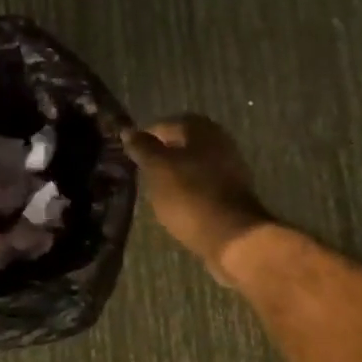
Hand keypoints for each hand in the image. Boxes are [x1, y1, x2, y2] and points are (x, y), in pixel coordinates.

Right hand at [121, 115, 271, 280]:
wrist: (232, 236)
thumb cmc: (190, 195)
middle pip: (182, 144)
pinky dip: (188, 190)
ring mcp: (230, 168)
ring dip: (175, 174)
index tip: (129, 156)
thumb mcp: (158, 168)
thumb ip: (142, 147)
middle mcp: (220, 141)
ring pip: (193, 164)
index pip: (165, 125)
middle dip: (161, 156)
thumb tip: (128, 130)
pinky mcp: (233, 193)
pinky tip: (176, 204)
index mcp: (202, 129)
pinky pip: (203, 184)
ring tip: (155, 190)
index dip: (145, 139)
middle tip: (141, 172)